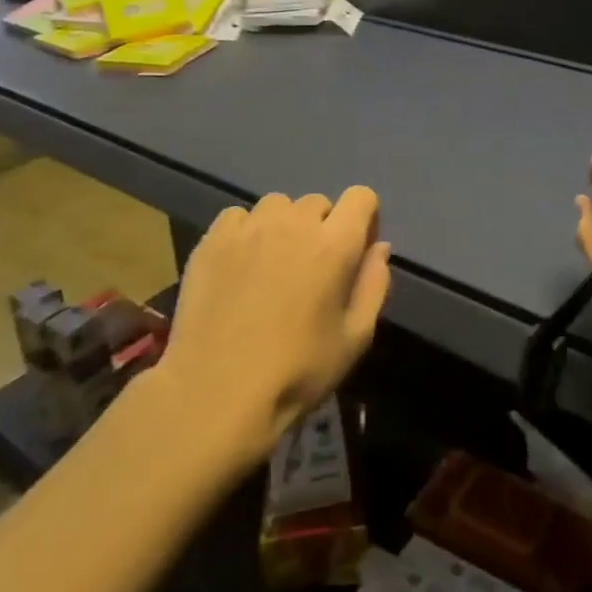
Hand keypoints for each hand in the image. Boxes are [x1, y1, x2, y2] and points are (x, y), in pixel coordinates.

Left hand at [156, 189, 390, 467]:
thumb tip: (379, 247)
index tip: (356, 251)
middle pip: (318, 203)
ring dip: (284, 226)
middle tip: (312, 269)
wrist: (215, 394)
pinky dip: (246, 232)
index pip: (361, 197)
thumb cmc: (297, 371)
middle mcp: (293, 223)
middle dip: (323, 227)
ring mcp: (249, 228)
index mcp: (334, 244)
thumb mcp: (355, 338)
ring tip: (273, 264)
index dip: (365, 219)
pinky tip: (240, 265)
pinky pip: (238, 217)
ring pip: (277, 205)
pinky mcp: (212, 241)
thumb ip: (374, 285)